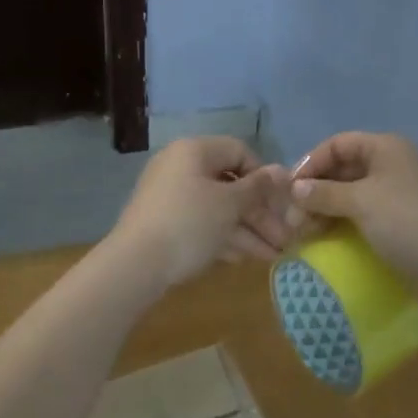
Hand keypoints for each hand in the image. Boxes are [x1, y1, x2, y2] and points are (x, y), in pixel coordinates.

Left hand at [109, 136, 290, 288]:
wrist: (134, 266)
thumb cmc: (189, 224)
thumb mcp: (229, 205)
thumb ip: (258, 187)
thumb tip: (283, 170)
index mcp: (194, 151)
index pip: (239, 152)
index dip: (263, 176)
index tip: (280, 202)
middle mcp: (181, 167)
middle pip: (230, 184)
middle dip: (260, 213)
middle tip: (283, 237)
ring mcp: (170, 197)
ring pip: (218, 208)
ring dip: (247, 229)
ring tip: (273, 255)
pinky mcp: (165, 224)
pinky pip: (202, 223)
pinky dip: (224, 237)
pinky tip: (246, 258)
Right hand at [289, 132, 417, 294]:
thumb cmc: (405, 223)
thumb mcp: (361, 202)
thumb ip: (325, 193)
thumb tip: (295, 189)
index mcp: (386, 147)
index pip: (338, 143)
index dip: (311, 162)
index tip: (289, 189)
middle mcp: (393, 163)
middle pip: (344, 167)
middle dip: (316, 188)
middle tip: (293, 216)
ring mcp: (398, 192)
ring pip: (352, 191)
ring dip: (326, 206)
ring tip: (304, 230)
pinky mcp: (401, 219)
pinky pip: (363, 211)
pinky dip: (342, 219)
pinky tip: (326, 236)